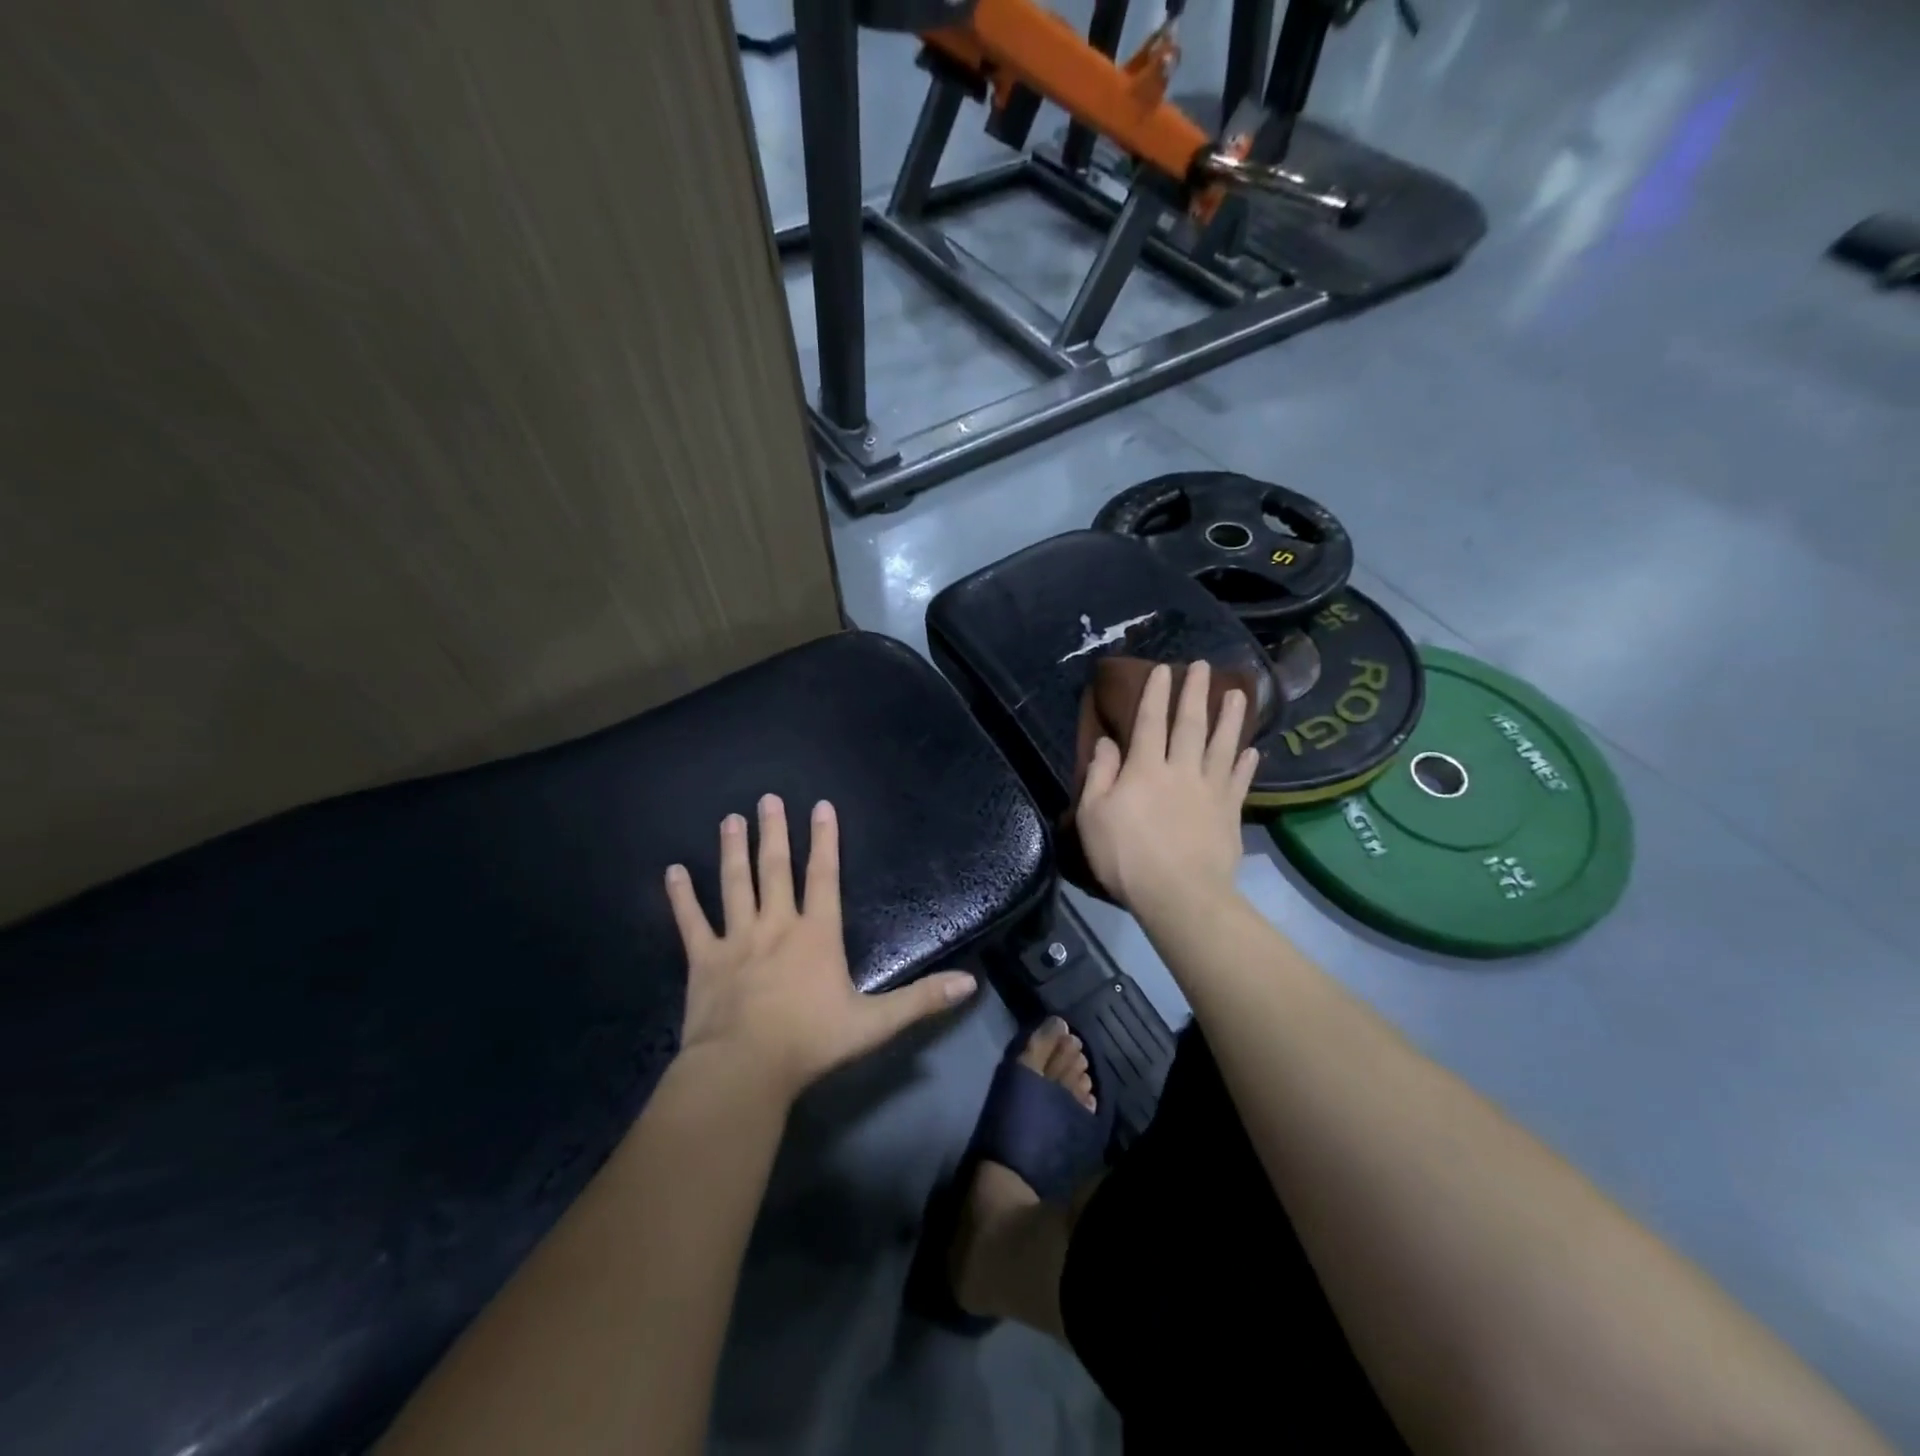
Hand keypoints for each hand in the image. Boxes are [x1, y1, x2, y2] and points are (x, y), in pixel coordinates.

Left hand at [665, 796, 977, 1100]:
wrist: (744, 1070)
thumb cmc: (811, 1043)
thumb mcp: (875, 1023)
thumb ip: (922, 1000)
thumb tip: (970, 984)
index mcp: (816, 935)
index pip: (824, 877)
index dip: (825, 840)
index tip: (821, 806)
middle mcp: (776, 925)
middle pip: (775, 869)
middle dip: (774, 832)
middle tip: (767, 799)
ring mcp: (737, 939)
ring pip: (735, 884)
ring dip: (733, 850)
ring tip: (730, 819)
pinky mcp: (704, 960)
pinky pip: (691, 922)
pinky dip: (682, 897)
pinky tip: (672, 872)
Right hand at [1076, 661, 1257, 913]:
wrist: (1179, 894)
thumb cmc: (1126, 856)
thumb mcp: (1093, 815)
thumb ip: (1100, 775)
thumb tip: (1108, 742)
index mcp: (1144, 769)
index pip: (1149, 722)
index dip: (1154, 694)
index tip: (1163, 669)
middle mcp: (1180, 770)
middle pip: (1189, 724)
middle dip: (1195, 693)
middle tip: (1204, 666)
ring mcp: (1210, 790)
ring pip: (1221, 745)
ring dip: (1230, 718)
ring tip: (1238, 693)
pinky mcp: (1230, 813)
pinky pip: (1239, 781)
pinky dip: (1246, 763)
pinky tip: (1253, 750)